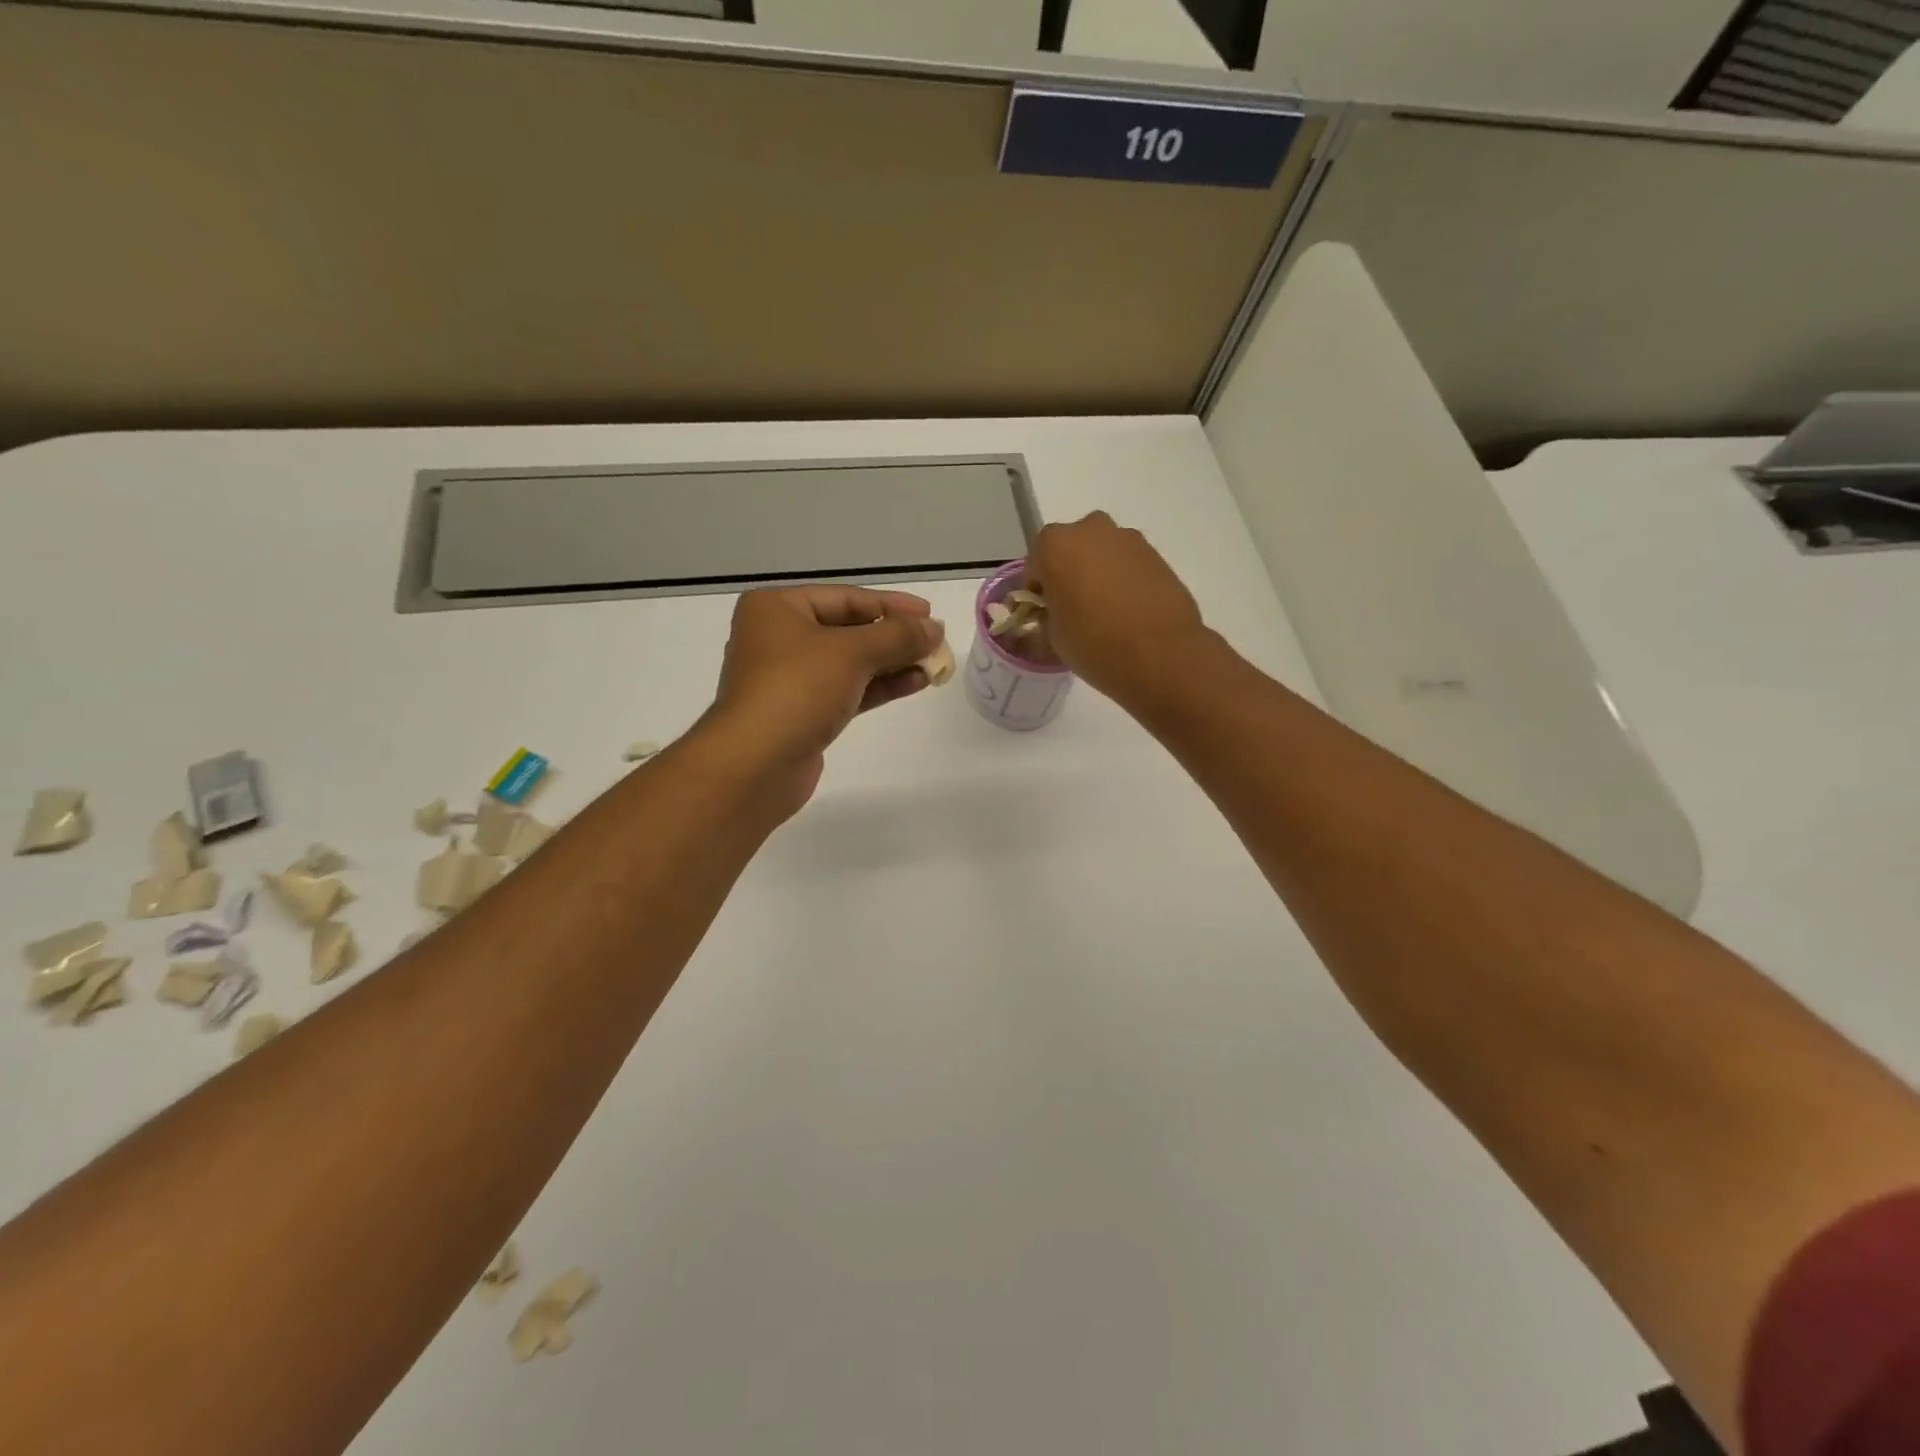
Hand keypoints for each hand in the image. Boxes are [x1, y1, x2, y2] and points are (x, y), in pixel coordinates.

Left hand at [698, 586, 943, 809]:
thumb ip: (897, 636)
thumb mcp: (852, 652)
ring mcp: (789, 679)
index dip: (890, 604)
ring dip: (892, 662)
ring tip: (933, 664)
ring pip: (850, 662)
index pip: (844, 597)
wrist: (755, 764)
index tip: (929, 613)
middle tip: (934, 640)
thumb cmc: (796, 690)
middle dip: (893, 636)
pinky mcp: (802, 713)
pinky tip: (915, 683)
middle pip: (847, 629)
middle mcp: (778, 638)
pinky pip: (847, 690)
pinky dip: (879, 686)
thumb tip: (934, 628)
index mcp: (776, 609)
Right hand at [1025, 512, 1207, 703]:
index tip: (1047, 614)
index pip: (1036, 566)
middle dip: (1070, 574)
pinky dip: (1124, 580)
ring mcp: (1128, 539)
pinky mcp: (1157, 554)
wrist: (1160, 655)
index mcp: (1055, 545)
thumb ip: (1048, 614)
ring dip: (1099, 574)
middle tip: (1076, 609)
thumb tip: (1054, 613)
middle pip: (1071, 550)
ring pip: (1102, 554)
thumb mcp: (1053, 636)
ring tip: (1107, 612)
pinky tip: (1130, 611)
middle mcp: (1091, 530)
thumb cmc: (1094, 644)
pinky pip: (1128, 564)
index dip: (1039, 592)